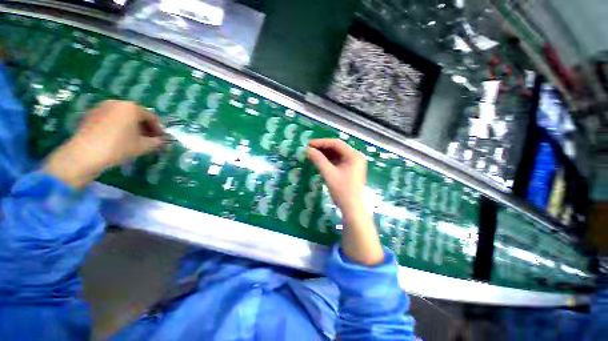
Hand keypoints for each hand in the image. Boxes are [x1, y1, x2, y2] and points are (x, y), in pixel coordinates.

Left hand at [45, 100, 163, 188]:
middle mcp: (117, 102)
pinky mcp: (90, 115)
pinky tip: (118, 138)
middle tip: (149, 139)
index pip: (152, 117)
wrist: (84, 154)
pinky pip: (110, 119)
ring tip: (133, 139)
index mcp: (132, 107)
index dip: (159, 129)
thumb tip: (161, 141)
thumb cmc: (118, 147)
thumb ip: (156, 142)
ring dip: (131, 126)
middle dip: (144, 127)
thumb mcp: (143, 146)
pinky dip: (118, 126)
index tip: (161, 139)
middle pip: (136, 114)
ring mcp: (101, 107)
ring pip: (122, 116)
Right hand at [307, 139, 366, 212]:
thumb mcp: (329, 174)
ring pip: (337, 154)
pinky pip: (339, 160)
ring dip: (325, 154)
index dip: (321, 142)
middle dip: (322, 148)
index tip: (308, 144)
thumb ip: (318, 160)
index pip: (336, 143)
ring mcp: (354, 163)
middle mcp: (356, 156)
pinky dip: (329, 160)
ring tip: (312, 154)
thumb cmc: (342, 191)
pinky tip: (320, 160)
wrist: (352, 208)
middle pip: (337, 148)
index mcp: (354, 155)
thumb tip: (307, 150)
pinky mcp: (351, 169)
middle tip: (309, 149)